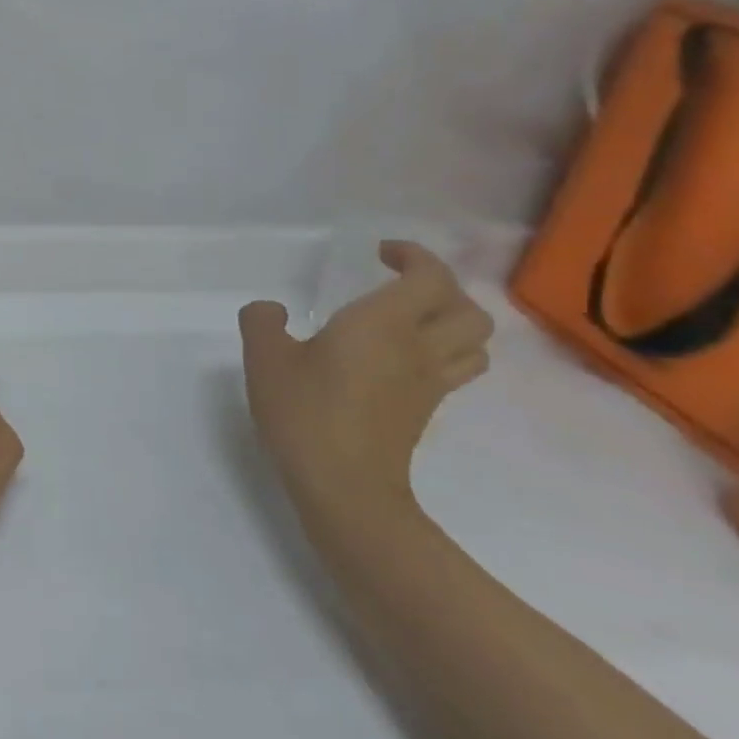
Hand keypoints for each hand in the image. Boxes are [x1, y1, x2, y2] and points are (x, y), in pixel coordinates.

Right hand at [238, 242, 493, 518]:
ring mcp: (429, 382)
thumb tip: (272, 310)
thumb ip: (263, 322)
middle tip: (401, 284)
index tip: (381, 253)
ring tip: (415, 319)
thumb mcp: (264, 359)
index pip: (430, 276)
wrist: (344, 485)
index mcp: (383, 323)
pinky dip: (445, 352)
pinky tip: (404, 359)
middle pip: (468, 308)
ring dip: (454, 321)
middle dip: (442, 287)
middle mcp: (419, 346)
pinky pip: (456, 369)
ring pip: (475, 342)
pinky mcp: (425, 410)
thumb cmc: (304, 412)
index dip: (413, 256)